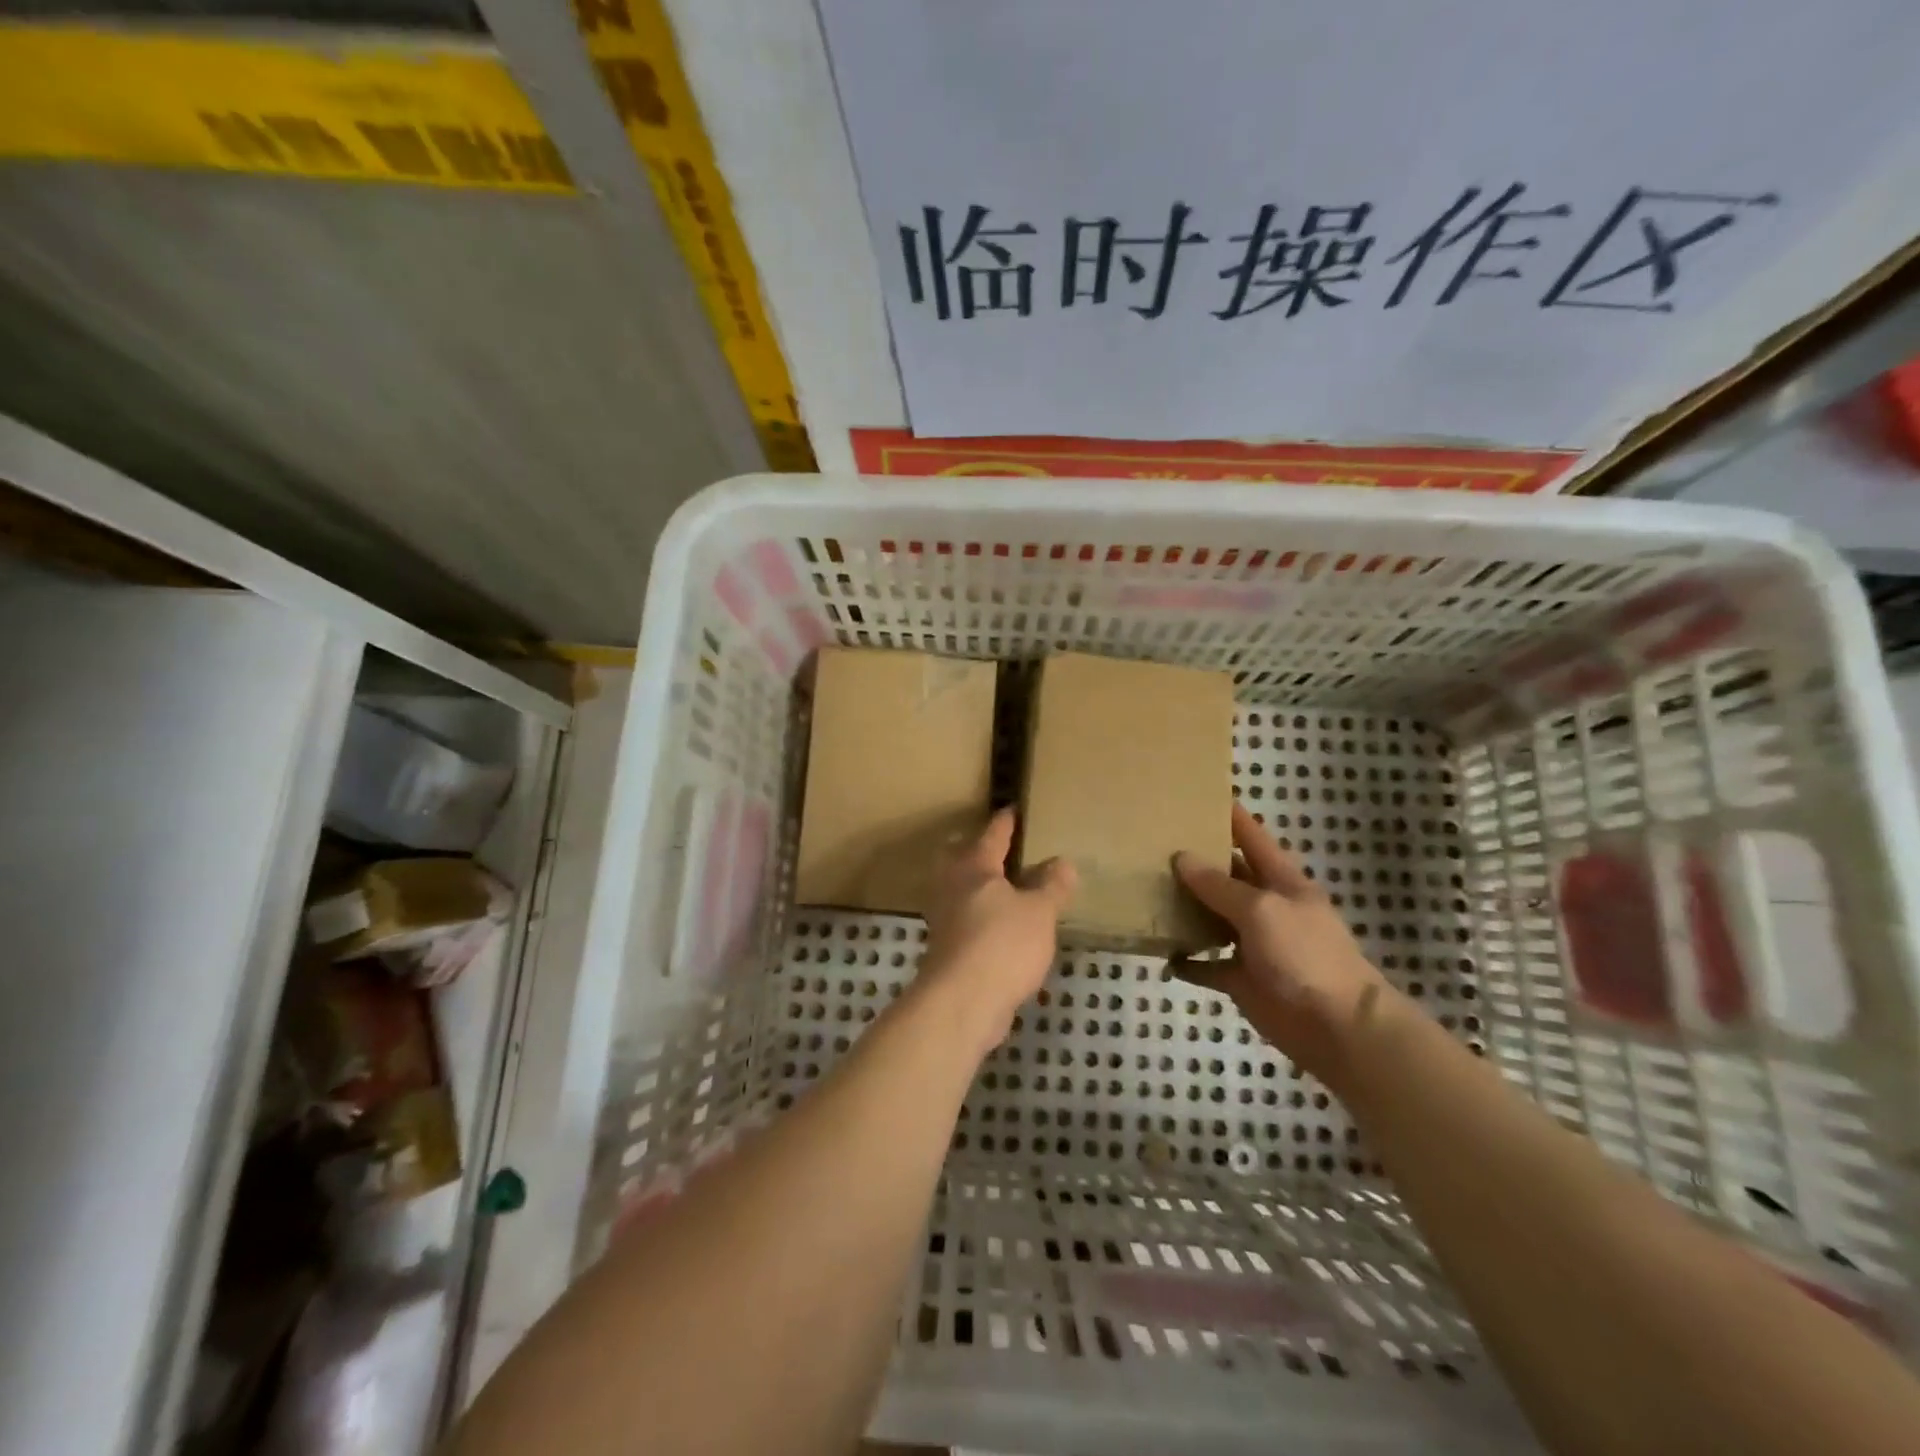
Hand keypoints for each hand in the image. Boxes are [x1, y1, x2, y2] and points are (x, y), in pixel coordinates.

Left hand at [917, 808, 1076, 1056]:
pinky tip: (1000, 929)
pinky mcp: (947, 949)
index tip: (1012, 809)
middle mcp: (953, 886)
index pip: (993, 835)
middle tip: (998, 849)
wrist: (962, 1002)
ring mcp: (945, 919)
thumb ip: (1051, 886)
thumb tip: (1062, 862)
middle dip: (977, 852)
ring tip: (1004, 890)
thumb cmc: (1002, 944)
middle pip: (962, 859)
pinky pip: (965, 922)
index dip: (1006, 822)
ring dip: (979, 888)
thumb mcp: (1039, 912)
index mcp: (975, 867)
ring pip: (961, 891)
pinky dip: (980, 918)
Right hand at [1174, 804, 1389, 1086]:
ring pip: (1212, 916)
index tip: (1198, 793)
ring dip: (1186, 907)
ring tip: (1147, 889)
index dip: (1229, 814)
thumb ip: (1219, 885)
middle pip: (1226, 875)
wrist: (1337, 1027)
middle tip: (1152, 841)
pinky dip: (1187, 960)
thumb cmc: (1304, 955)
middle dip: (1196, 859)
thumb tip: (1181, 857)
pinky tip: (1161, 952)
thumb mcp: (1261, 909)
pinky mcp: (1241, 978)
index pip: (1251, 836)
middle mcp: (1265, 905)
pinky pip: (1206, 964)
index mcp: (1281, 880)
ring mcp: (1253, 943)